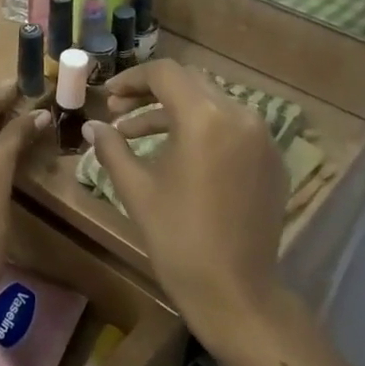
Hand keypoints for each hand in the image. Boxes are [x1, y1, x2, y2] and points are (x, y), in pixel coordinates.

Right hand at [83, 62, 290, 346]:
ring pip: (212, 103)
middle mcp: (241, 117)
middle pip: (191, 82)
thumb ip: (112, 148)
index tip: (108, 97)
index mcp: (205, 118)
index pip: (165, 74)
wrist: (235, 292)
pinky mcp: (272, 161)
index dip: (131, 79)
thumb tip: (92, 126)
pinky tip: (178, 155)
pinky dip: (202, 129)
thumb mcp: (136, 188)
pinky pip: (232, 127)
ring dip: (174, 111)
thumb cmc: (177, 238)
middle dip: (151, 92)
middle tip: (119, 113)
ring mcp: (263, 138)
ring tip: (138, 136)